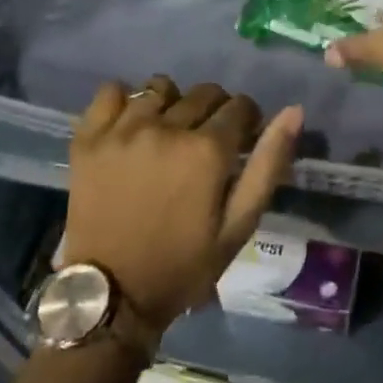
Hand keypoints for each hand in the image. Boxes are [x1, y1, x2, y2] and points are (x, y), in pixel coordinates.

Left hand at [63, 76, 302, 328]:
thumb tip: (294, 111)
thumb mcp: (239, 225)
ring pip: (159, 88)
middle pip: (203, 93)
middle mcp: (165, 128)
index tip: (241, 140)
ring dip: (172, 104)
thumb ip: (268, 164)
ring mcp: (122, 130)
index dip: (247, 120)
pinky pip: (110, 91)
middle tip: (206, 144)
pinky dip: (124, 100)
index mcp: (206, 150)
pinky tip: (131, 124)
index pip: (240, 106)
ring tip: (168, 133)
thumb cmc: (184, 265)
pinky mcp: (88, 137)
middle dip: (215, 112)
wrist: (112, 295)